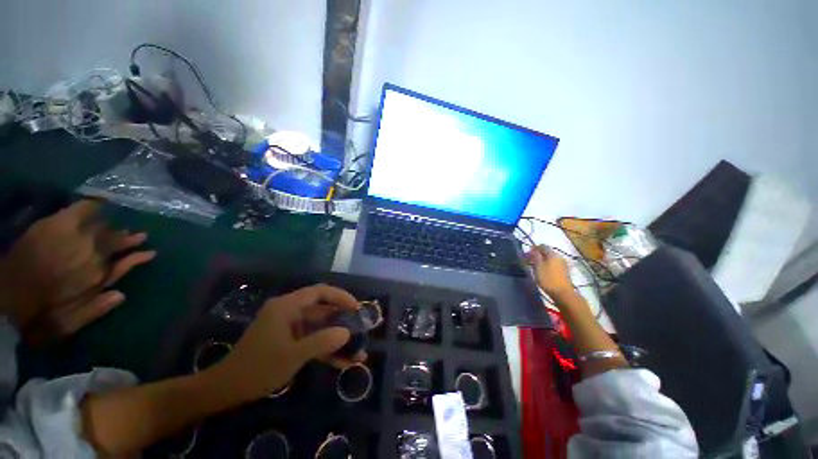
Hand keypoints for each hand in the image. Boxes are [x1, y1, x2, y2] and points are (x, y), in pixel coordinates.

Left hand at [0, 200, 155, 343]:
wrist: (7, 298)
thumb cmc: (38, 314)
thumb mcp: (69, 322)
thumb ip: (96, 309)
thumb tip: (122, 295)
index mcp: (98, 277)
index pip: (126, 263)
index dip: (138, 258)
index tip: (149, 253)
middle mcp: (94, 255)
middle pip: (116, 242)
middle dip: (128, 239)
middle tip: (138, 235)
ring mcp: (78, 238)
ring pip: (103, 228)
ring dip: (113, 227)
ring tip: (120, 225)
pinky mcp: (60, 225)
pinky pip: (82, 209)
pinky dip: (93, 205)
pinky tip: (101, 201)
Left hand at [209, 284, 363, 402]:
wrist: (226, 391)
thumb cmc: (257, 368)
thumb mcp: (292, 356)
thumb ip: (322, 342)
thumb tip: (347, 333)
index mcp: (287, 306)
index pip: (320, 292)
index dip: (341, 296)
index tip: (356, 307)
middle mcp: (290, 312)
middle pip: (323, 310)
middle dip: (343, 321)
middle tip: (361, 328)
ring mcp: (290, 327)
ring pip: (320, 328)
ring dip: (337, 339)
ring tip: (358, 350)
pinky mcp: (290, 341)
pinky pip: (312, 340)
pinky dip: (326, 349)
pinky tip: (342, 362)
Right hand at [526, 245, 574, 299]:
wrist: (563, 293)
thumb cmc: (548, 279)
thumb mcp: (537, 266)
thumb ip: (535, 256)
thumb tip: (533, 249)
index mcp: (552, 254)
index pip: (542, 246)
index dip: (534, 248)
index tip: (527, 254)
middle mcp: (559, 256)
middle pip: (547, 252)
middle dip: (538, 254)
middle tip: (530, 261)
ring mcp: (563, 264)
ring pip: (551, 258)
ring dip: (543, 260)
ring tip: (536, 267)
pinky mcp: (565, 272)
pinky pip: (554, 264)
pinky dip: (548, 265)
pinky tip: (544, 272)